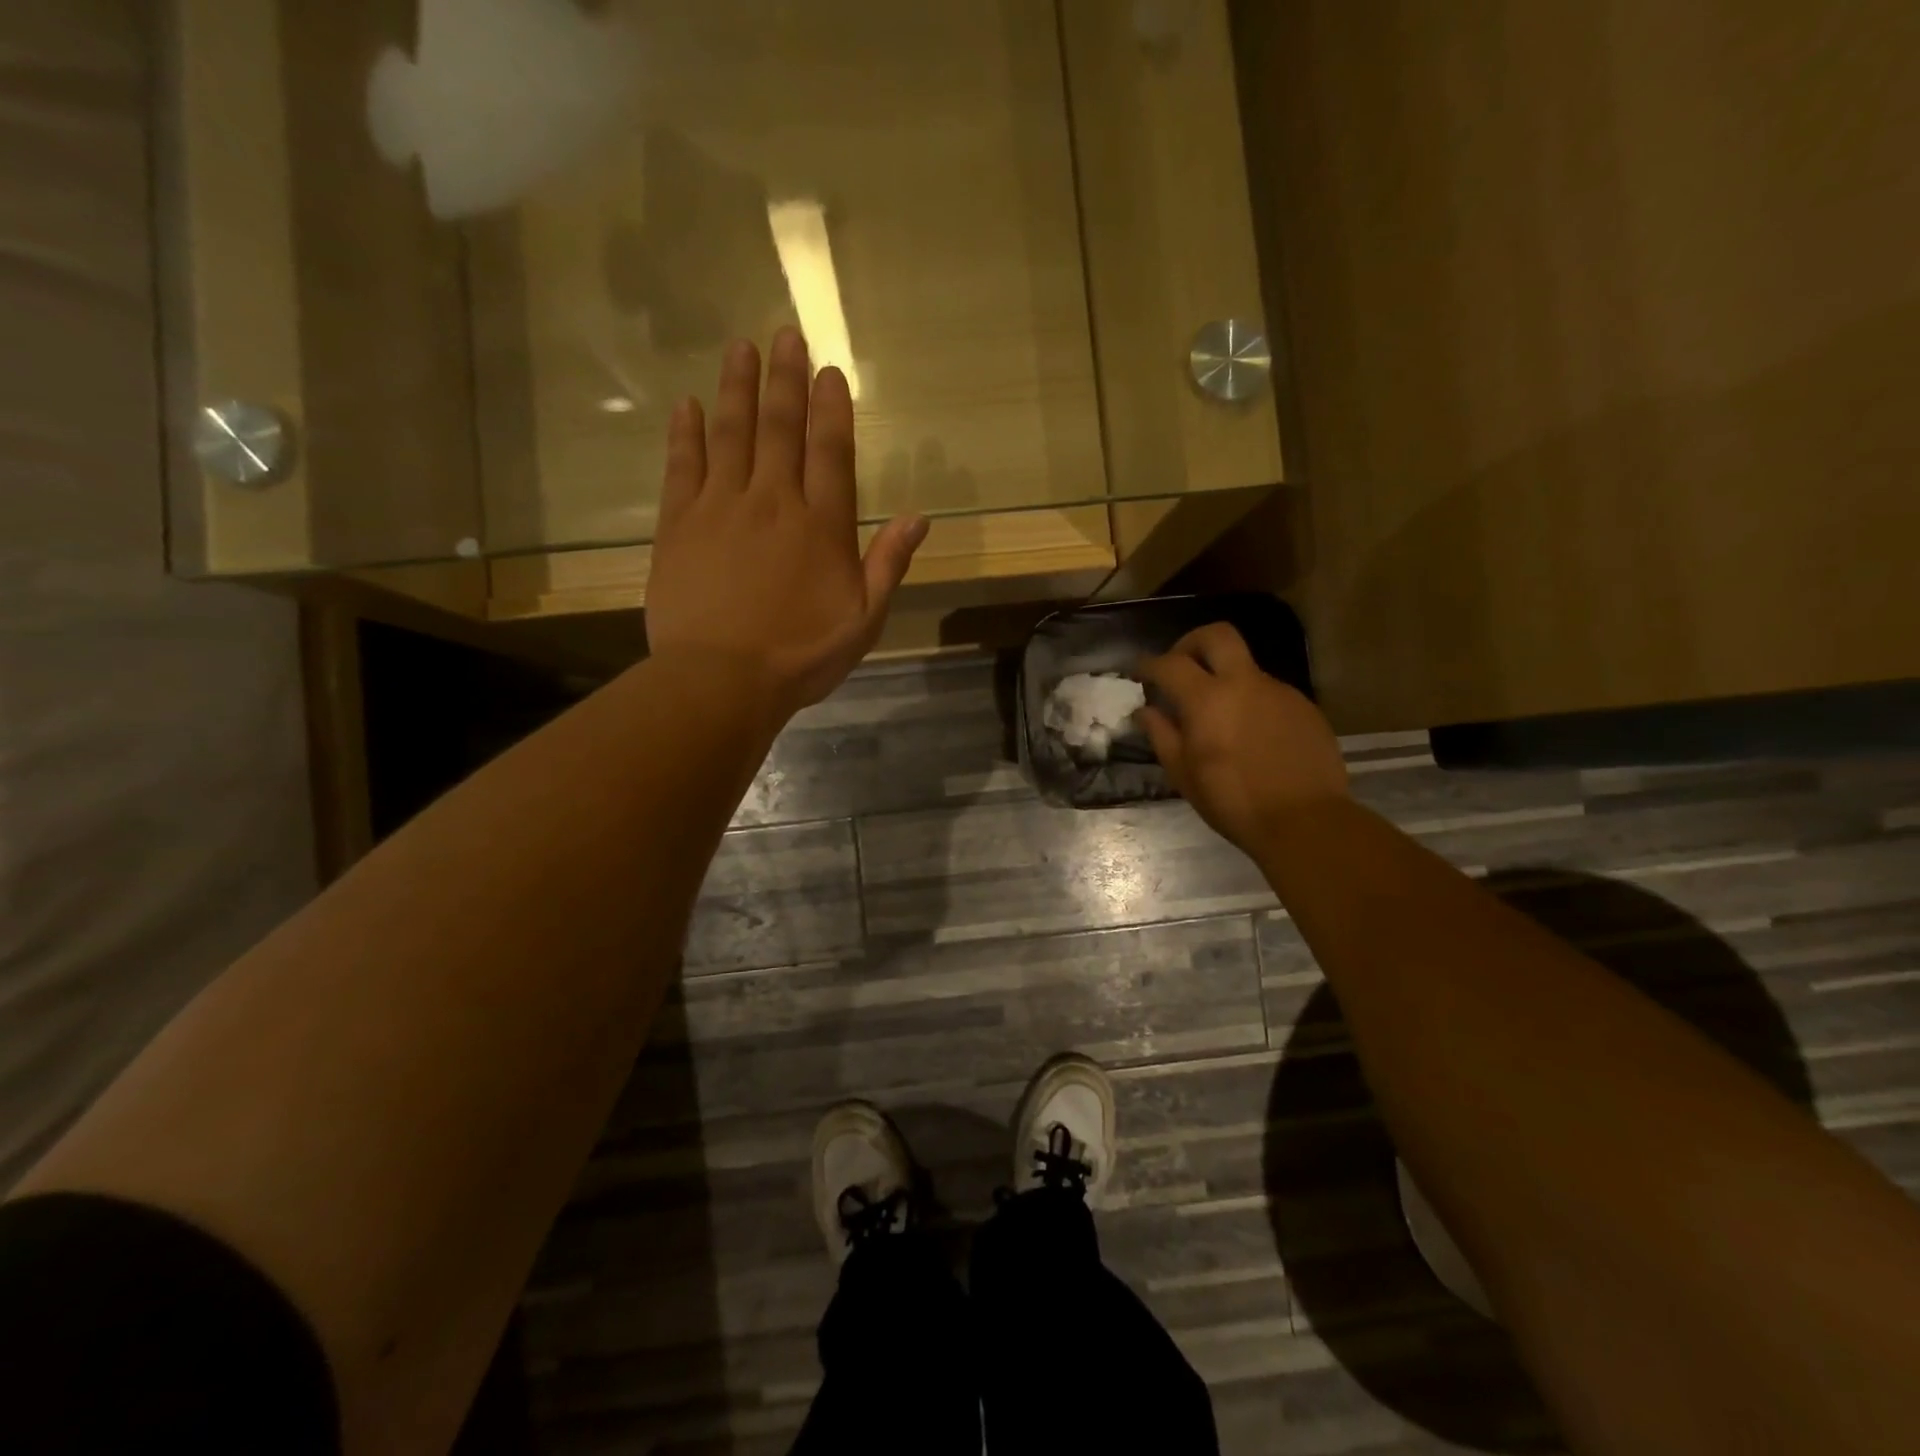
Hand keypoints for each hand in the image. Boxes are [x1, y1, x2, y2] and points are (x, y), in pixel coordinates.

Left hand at [645, 328, 927, 714]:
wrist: (721, 680)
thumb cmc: (800, 656)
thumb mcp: (863, 620)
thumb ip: (888, 564)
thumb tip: (919, 518)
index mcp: (821, 526)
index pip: (830, 451)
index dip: (831, 408)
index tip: (829, 370)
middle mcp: (772, 501)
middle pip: (780, 428)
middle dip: (784, 379)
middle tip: (784, 334)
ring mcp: (720, 507)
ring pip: (730, 434)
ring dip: (736, 389)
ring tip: (740, 348)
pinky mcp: (678, 524)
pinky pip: (682, 466)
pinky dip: (685, 433)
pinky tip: (686, 405)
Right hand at [1138, 623, 1347, 854]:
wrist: (1304, 821)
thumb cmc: (1232, 801)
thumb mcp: (1183, 774)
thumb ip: (1162, 734)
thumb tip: (1145, 710)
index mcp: (1208, 699)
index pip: (1170, 664)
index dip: (1149, 664)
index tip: (1139, 673)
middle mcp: (1245, 683)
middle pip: (1217, 635)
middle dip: (1191, 642)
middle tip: (1180, 666)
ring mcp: (1280, 692)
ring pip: (1245, 667)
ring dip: (1224, 679)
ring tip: (1217, 716)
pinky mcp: (1304, 707)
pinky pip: (1269, 693)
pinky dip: (1251, 702)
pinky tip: (1250, 734)